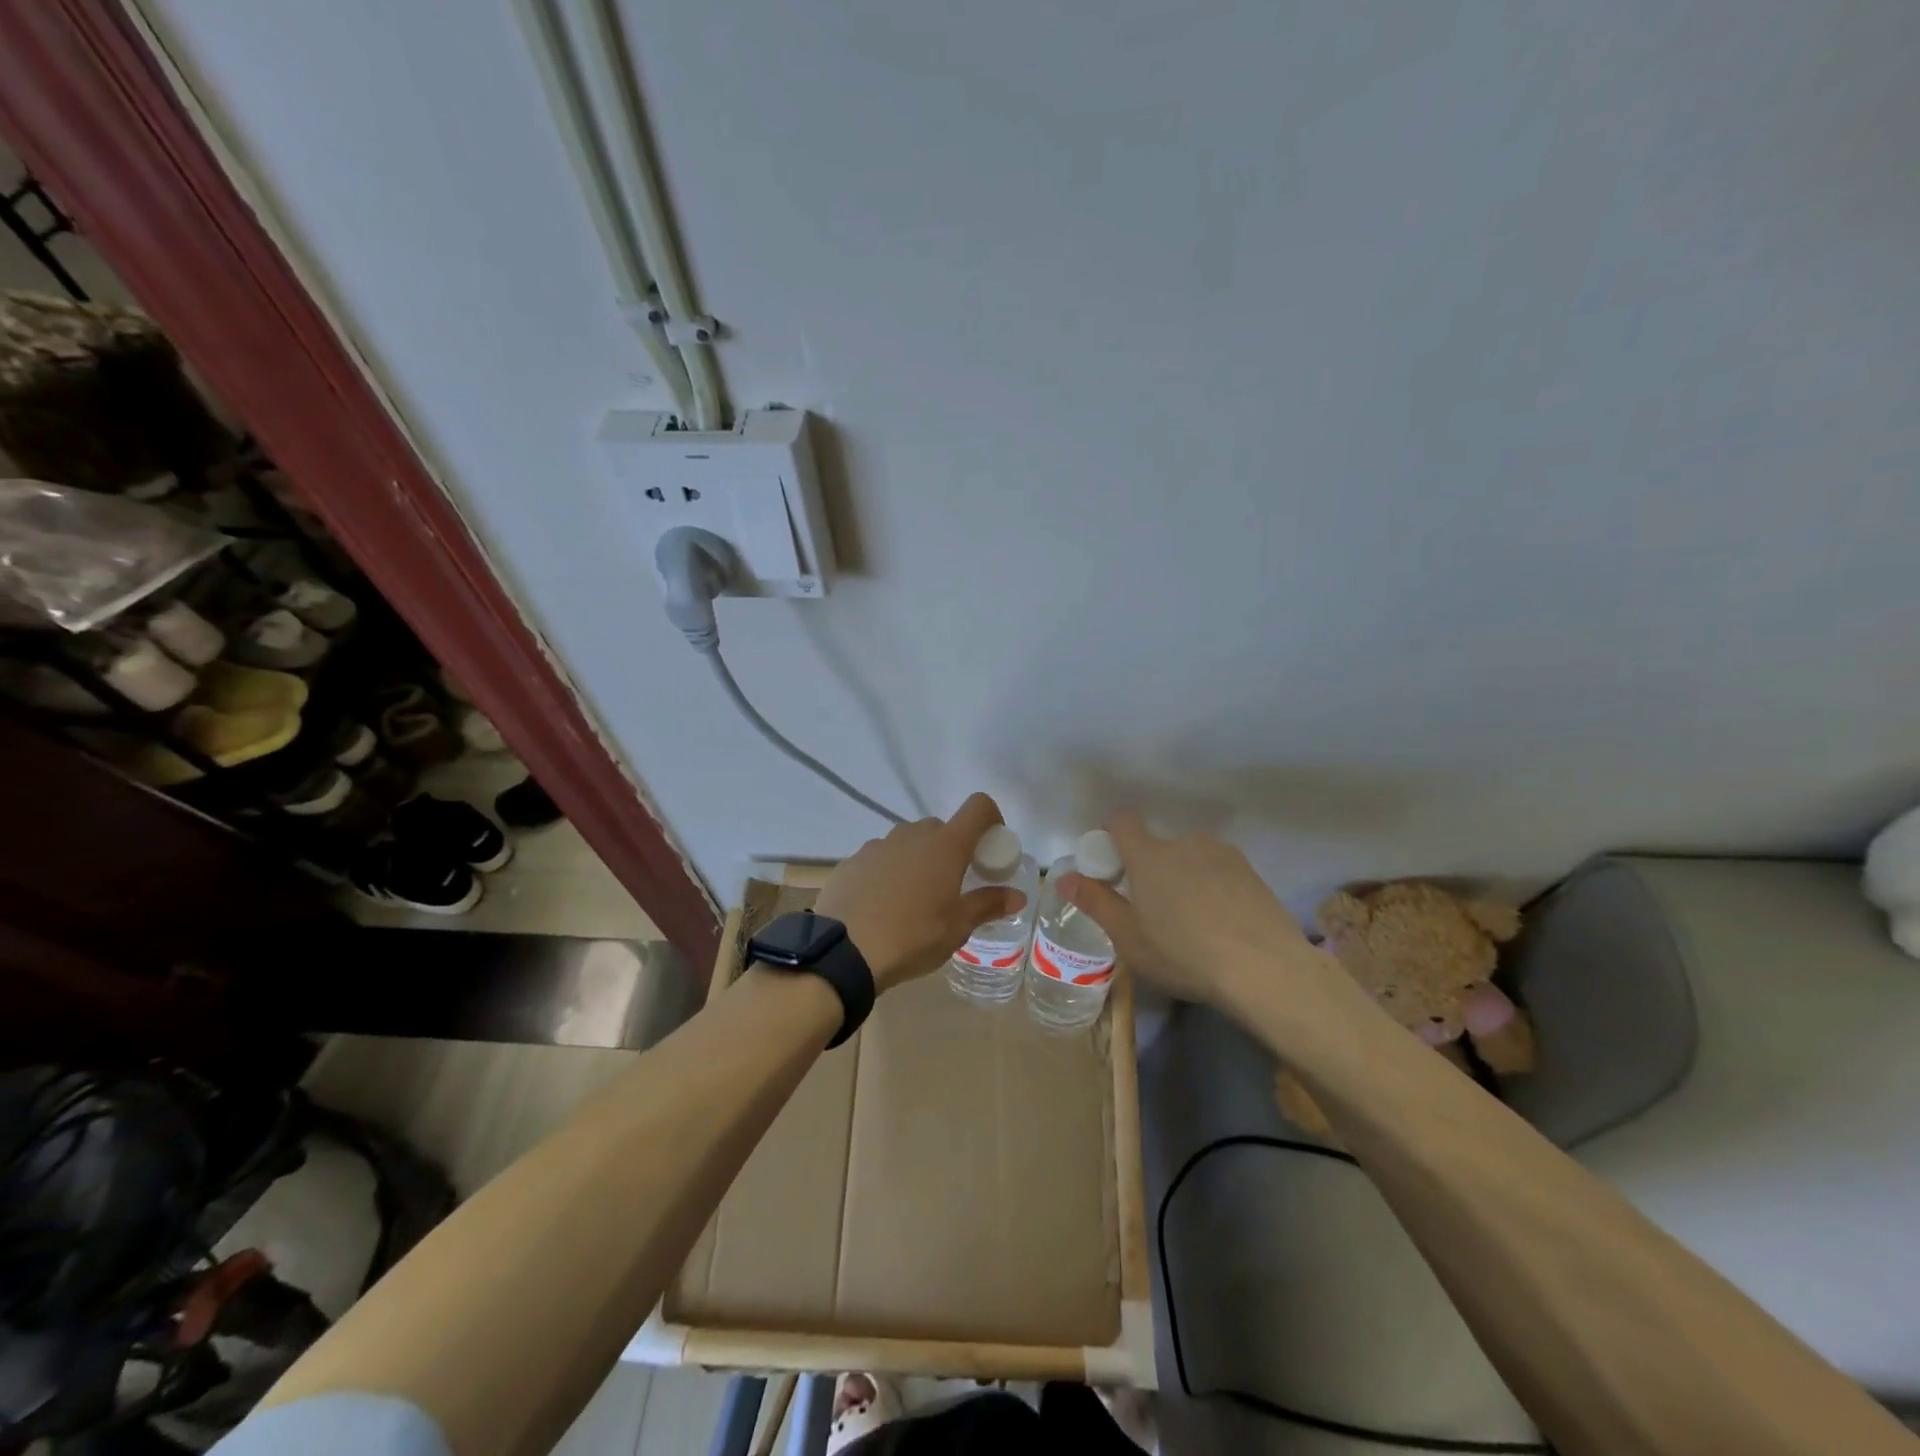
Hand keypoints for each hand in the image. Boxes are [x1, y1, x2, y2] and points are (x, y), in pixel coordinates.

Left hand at [815, 793, 1026, 992]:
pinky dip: (889, 873)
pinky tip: (882, 906)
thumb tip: (1017, 896)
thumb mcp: (957, 926)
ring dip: (918, 861)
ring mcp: (879, 845)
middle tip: (953, 884)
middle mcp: (913, 834)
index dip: (991, 818)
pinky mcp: (853, 860)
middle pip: (941, 828)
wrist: (844, 951)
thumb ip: (988, 905)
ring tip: (914, 901)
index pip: (978, 807)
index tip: (991, 846)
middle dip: (952, 850)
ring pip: (908, 843)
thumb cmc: (913, 936)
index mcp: (946, 845)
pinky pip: (880, 859)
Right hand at [1057, 813, 1328, 1013]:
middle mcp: (1185, 843)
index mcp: (1149, 855)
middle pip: (1158, 847)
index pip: (1122, 821)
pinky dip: (1213, 889)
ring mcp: (1223, 854)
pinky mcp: (1252, 872)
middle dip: (1151, 871)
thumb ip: (1096, 902)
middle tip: (1154, 913)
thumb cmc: (1184, 954)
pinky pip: (1219, 872)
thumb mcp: (1129, 938)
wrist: (1266, 970)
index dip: (1112, 836)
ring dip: (1184, 879)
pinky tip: (1222, 926)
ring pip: (1190, 859)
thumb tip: (1063, 878)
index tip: (1112, 867)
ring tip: (1193, 924)